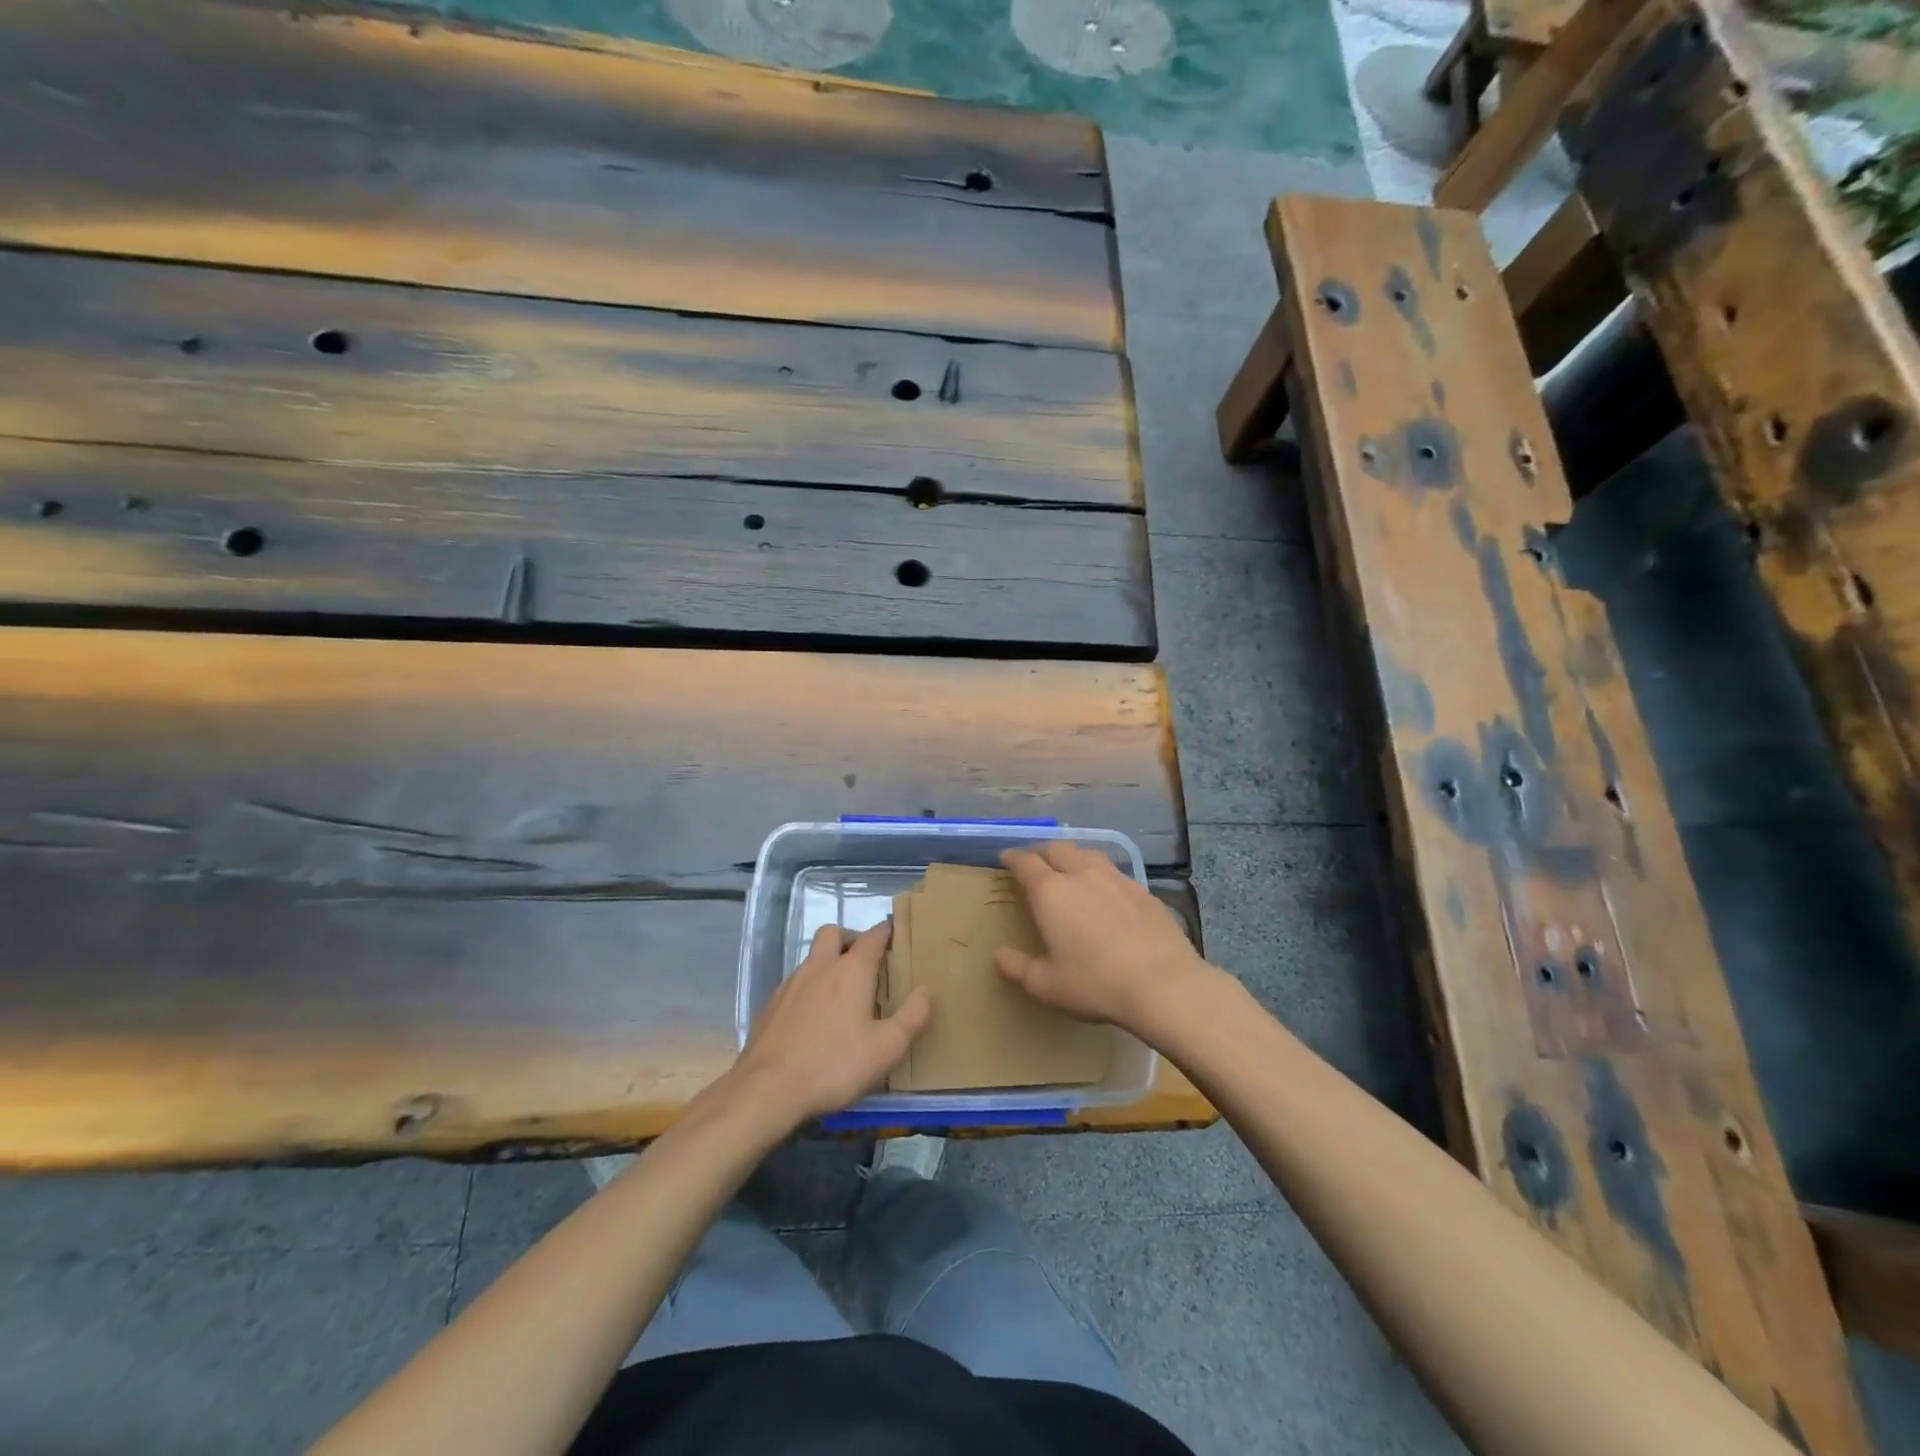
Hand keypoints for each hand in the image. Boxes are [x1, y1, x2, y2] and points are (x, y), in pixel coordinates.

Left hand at [732, 922, 931, 1123]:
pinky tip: (813, 1020)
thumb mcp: (887, 1047)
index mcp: (852, 969)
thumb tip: (926, 990)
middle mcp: (820, 966)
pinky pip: (795, 983)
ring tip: (842, 995)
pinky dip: (809, 989)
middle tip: (865, 963)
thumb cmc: (835, 1064)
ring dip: (828, 963)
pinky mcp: (771, 1004)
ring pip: (812, 957)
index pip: (873, 935)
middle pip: (834, 933)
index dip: (887, 932)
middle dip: (851, 940)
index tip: (897, 937)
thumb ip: (913, 1016)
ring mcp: (791, 983)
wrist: (768, 1089)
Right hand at [996, 842, 1214, 1036]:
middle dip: (1042, 852)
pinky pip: (1114, 872)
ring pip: (1088, 854)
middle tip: (1035, 862)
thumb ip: (1018, 967)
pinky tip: (1106, 892)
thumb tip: (999, 955)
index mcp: (1052, 892)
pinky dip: (1100, 874)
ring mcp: (1116, 879)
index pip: (1026, 862)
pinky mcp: (1143, 890)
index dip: (1013, 858)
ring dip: (1073, 857)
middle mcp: (1082, 875)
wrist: (1163, 984)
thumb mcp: (1047, 985)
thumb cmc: (1096, 984)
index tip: (1006, 858)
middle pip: (1058, 849)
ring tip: (1070, 869)